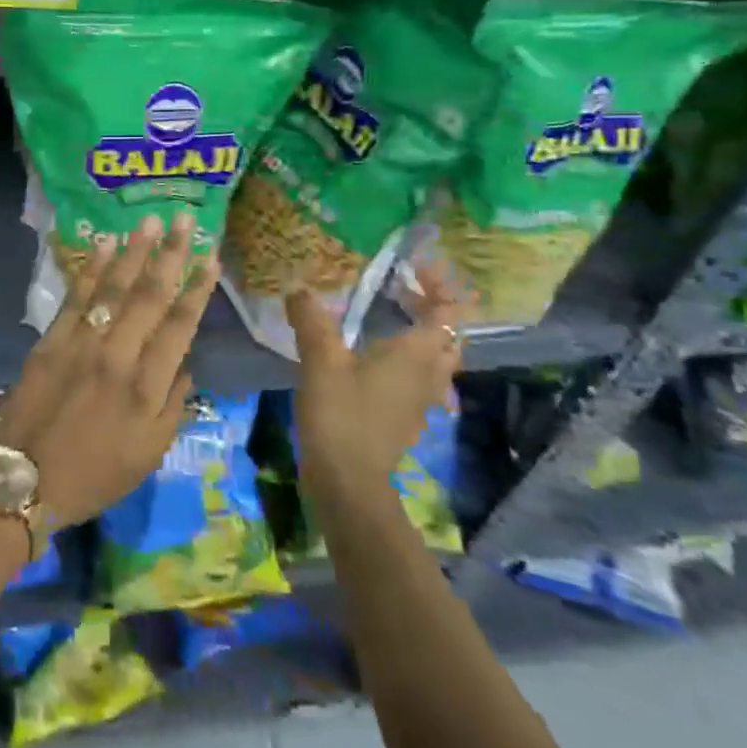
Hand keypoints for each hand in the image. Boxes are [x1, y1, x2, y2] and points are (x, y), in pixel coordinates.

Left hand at [0, 213, 219, 525]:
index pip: (180, 326)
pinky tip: (105, 245)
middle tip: (184, 219)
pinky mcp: (52, 340)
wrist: (26, 482)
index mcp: (148, 387)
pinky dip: (92, 269)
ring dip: (134, 252)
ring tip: (150, 221)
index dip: (198, 289)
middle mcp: (119, 356)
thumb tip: (184, 364)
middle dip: (171, 255)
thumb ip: (173, 405)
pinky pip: (76, 297)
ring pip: (114, 288)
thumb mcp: (149, 454)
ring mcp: (83, 344)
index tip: (211, 257)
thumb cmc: (95, 474)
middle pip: (151, 296)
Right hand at [286, 260, 462, 509]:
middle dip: (432, 306)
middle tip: (400, 289)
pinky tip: (374, 356)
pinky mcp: (406, 416)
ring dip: (423, 332)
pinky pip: (421, 377)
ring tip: (390, 317)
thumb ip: (311, 321)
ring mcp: (421, 399)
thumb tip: (297, 289)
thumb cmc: (341, 415)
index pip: (448, 309)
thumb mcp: (321, 361)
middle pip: (449, 333)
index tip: (410, 266)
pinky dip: (409, 357)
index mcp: (417, 353)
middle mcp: (429, 373)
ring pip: (437, 357)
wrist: (348, 481)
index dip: (438, 283)